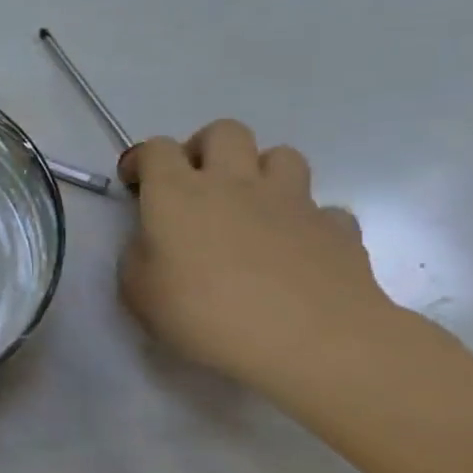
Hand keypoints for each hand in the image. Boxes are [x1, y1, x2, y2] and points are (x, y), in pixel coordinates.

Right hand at [116, 120, 399, 393]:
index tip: (136, 186)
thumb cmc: (205, 314)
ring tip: (248, 208)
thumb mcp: (138, 292)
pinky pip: (321, 208)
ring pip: (281, 155)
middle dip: (204, 149)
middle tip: (194, 186)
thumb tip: (154, 243)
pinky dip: (305, 221)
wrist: (311, 341)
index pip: (155, 148)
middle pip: (224, 132)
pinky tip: (294, 249)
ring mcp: (291, 202)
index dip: (142, 160)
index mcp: (177, 194)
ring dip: (260, 173)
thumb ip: (139, 256)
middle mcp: (233, 183)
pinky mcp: (336, 228)